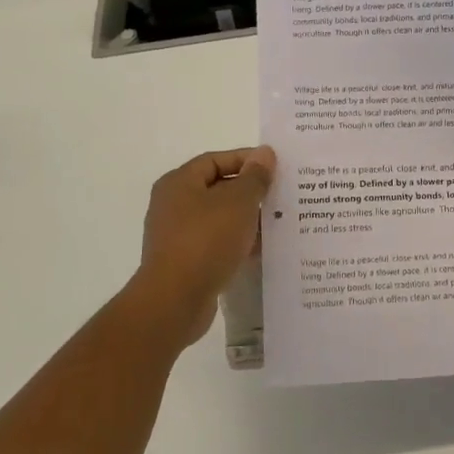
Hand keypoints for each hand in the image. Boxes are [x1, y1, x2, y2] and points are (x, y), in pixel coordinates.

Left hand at [130, 147, 274, 345]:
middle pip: (217, 188)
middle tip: (280, 195)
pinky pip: (215, 244)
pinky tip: (259, 251)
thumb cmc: (206, 240)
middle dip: (249, 191)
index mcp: (179, 182)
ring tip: (276, 223)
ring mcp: (176, 235)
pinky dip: (236, 243)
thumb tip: (264, 153)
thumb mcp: (238, 202)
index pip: (216, 160)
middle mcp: (173, 205)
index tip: (275, 168)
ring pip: (218, 219)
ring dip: (245, 220)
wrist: (175, 300)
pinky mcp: (184, 262)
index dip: (246, 160)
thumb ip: (255, 176)